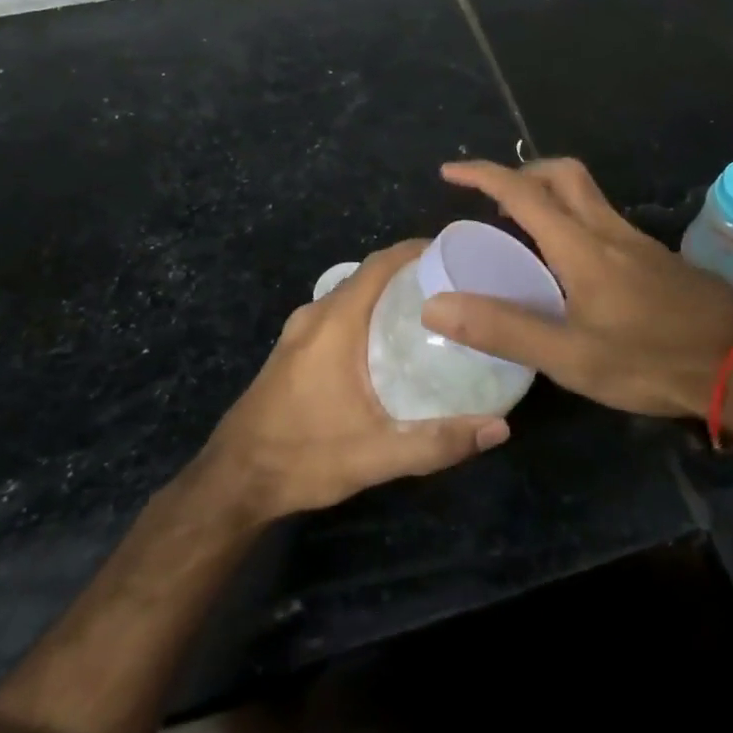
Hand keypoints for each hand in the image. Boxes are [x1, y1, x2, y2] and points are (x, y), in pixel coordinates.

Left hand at [201, 241, 509, 522]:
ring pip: (352, 294)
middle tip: (456, 286)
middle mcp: (316, 314)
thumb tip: (499, 428)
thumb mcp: (375, 455)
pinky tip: (391, 341)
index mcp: (335, 322)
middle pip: (369, 274)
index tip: (455, 254)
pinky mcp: (293, 348)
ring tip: (431, 310)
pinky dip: (368, 311)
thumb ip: (437, 442)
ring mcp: (300, 331)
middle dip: (410, 272)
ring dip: (388, 293)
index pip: (380, 263)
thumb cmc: (303, 456)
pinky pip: (338, 312)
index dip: (417, 250)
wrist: (233, 482)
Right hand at [424, 158, 732, 419]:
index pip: (523, 192)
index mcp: (581, 246)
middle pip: (563, 174)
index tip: (450, 171)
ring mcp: (637, 241)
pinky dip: (573, 219)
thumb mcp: (570, 356)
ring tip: (523, 231)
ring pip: (586, 195)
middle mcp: (608, 230)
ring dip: (549, 195)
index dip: (483, 175)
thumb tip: (436, 307)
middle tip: (493, 200)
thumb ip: (504, 329)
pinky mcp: (655, 258)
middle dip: (523, 173)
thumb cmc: (650, 360)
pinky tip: (571, 264)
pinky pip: (603, 218)